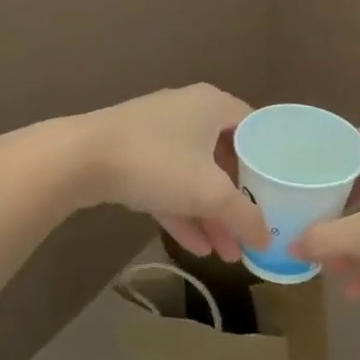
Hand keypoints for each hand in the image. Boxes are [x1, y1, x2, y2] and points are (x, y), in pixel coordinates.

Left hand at [76, 85, 268, 261]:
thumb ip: (245, 216)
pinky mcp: (132, 155)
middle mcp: (189, 112)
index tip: (282, 193)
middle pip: (225, 158)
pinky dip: (182, 212)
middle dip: (237, 201)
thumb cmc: (157, 163)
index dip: (271, 163)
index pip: (256, 129)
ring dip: (210, 215)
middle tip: (251, 232)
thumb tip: (268, 239)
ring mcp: (157, 133)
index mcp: (214, 105)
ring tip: (227, 254)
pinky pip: (168, 184)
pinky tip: (197, 248)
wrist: (77, 160)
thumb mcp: (210, 193)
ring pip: (195, 176)